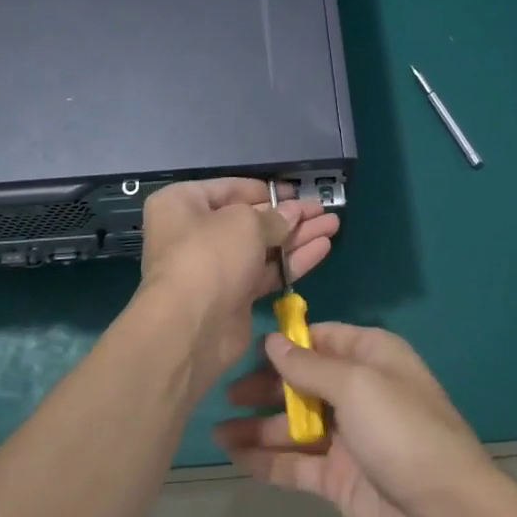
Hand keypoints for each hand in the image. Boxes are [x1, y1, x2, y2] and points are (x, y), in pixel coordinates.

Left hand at [133, 178, 338, 387]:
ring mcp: (215, 267)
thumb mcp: (245, 223)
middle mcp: (195, 232)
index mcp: (183, 204)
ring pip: (263, 246)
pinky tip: (322, 248)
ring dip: (297, 236)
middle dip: (289, 215)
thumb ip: (274, 217)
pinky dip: (293, 260)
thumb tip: (293, 213)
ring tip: (332, 225)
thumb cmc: (210, 255)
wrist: (191, 327)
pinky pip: (267, 272)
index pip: (230, 189)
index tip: (297, 192)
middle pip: (250, 219)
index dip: (266, 190)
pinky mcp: (234, 296)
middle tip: (323, 209)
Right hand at [213, 323, 516, 516]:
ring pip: (294, 424)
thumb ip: (310, 365)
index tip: (244, 346)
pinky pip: (296, 463)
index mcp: (371, 356)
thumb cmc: (404, 433)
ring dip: (258, 426)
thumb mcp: (358, 385)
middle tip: (224, 393)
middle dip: (265, 385)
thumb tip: (273, 341)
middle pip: (303, 380)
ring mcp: (348, 437)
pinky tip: (234, 457)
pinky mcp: (339, 479)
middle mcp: (358, 391)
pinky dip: (267, 459)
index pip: (321, 338)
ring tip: (216, 430)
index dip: (285, 342)